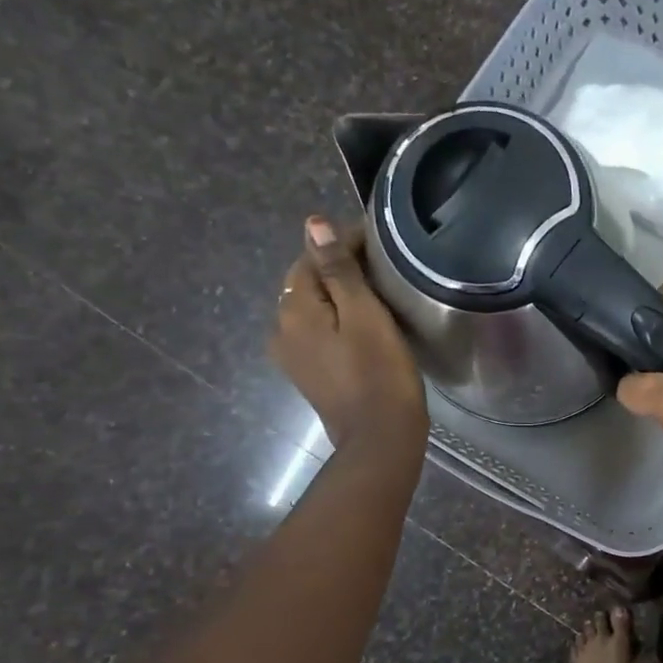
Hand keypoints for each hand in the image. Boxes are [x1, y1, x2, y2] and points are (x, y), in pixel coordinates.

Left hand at [269, 216, 427, 453]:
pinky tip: (362, 326)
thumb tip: (313, 224)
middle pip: (307, 283)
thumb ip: (339, 270)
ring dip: (338, 296)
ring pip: (313, 309)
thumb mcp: (365, 316)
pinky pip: (318, 333)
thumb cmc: (380, 374)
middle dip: (337, 268)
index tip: (377, 241)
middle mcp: (281, 329)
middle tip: (380, 265)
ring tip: (375, 293)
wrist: (380, 438)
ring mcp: (292, 356)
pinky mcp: (309, 374)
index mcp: (293, 310)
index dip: (342, 243)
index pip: (311, 258)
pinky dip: (337, 321)